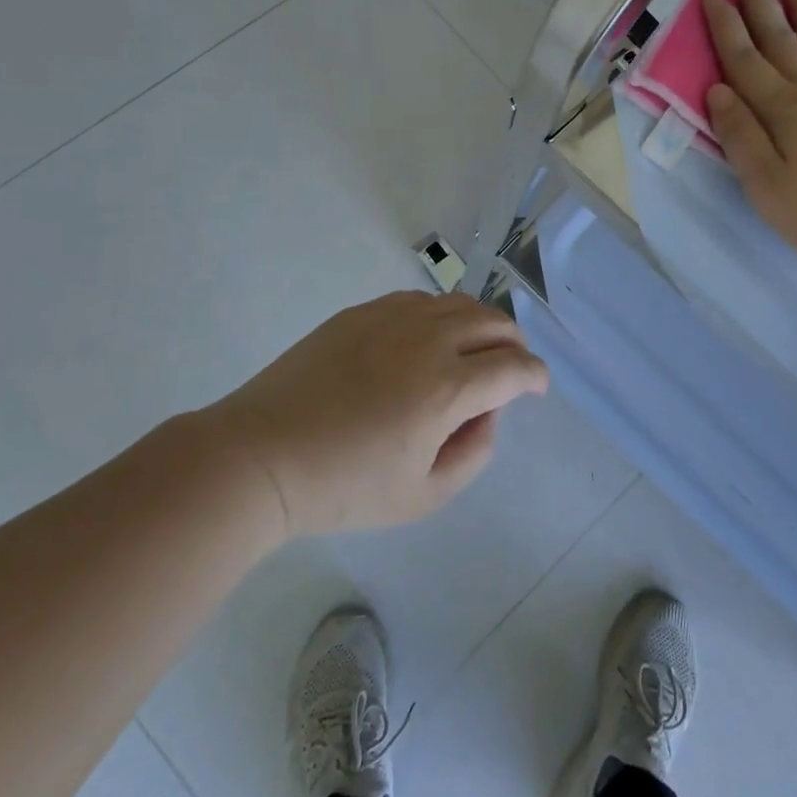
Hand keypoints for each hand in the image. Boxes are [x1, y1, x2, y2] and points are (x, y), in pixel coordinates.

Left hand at [209, 291, 548, 536]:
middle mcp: (428, 340)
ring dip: (480, 323)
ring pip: (458, 303)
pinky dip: (440, 314)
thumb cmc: (343, 487)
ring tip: (473, 349)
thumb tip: (486, 413)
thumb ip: (474, 453)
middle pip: (493, 322)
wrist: (259, 456)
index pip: (514, 367)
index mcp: (448, 387)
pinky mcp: (360, 313)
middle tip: (509, 368)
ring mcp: (391, 319)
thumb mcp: (423, 495)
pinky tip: (427, 339)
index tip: (537, 388)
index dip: (535, 376)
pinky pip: (418, 300)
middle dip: (513, 344)